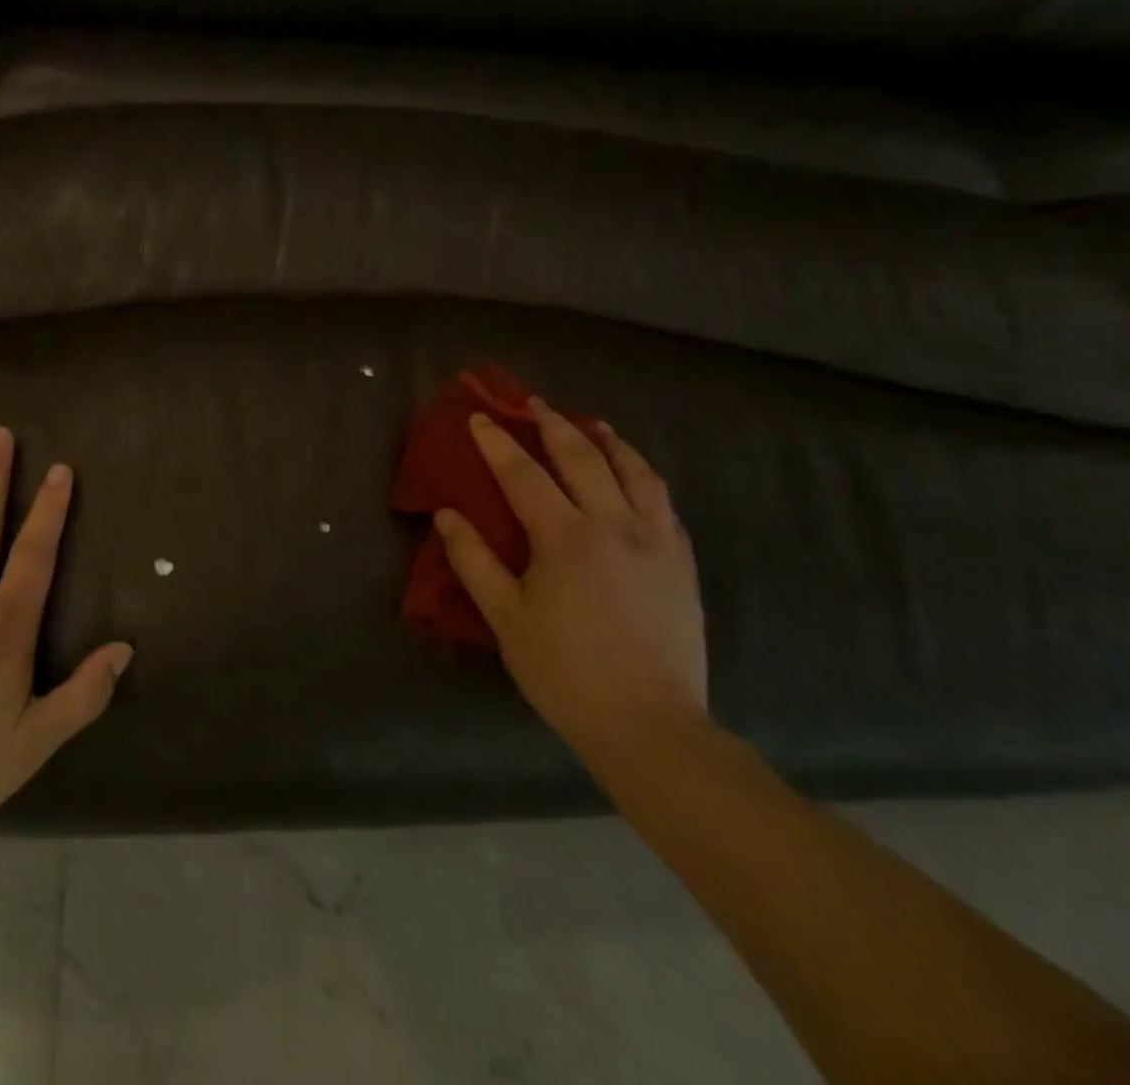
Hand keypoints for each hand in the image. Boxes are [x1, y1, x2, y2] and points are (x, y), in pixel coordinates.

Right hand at [434, 402, 706, 765]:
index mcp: (566, 537)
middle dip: (553, 425)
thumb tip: (447, 515)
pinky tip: (635, 477)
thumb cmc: (565, 672)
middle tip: (533, 404)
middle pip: (583, 458)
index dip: (498, 442)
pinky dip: (643, 476)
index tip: (480, 417)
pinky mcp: (682, 562)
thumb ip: (473, 560)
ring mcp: (657, 541)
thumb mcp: (505, 618)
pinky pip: (664, 502)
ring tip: (593, 426)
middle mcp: (615, 525)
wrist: (649, 724)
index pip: (524, 474)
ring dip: (610, 442)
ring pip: (635, 472)